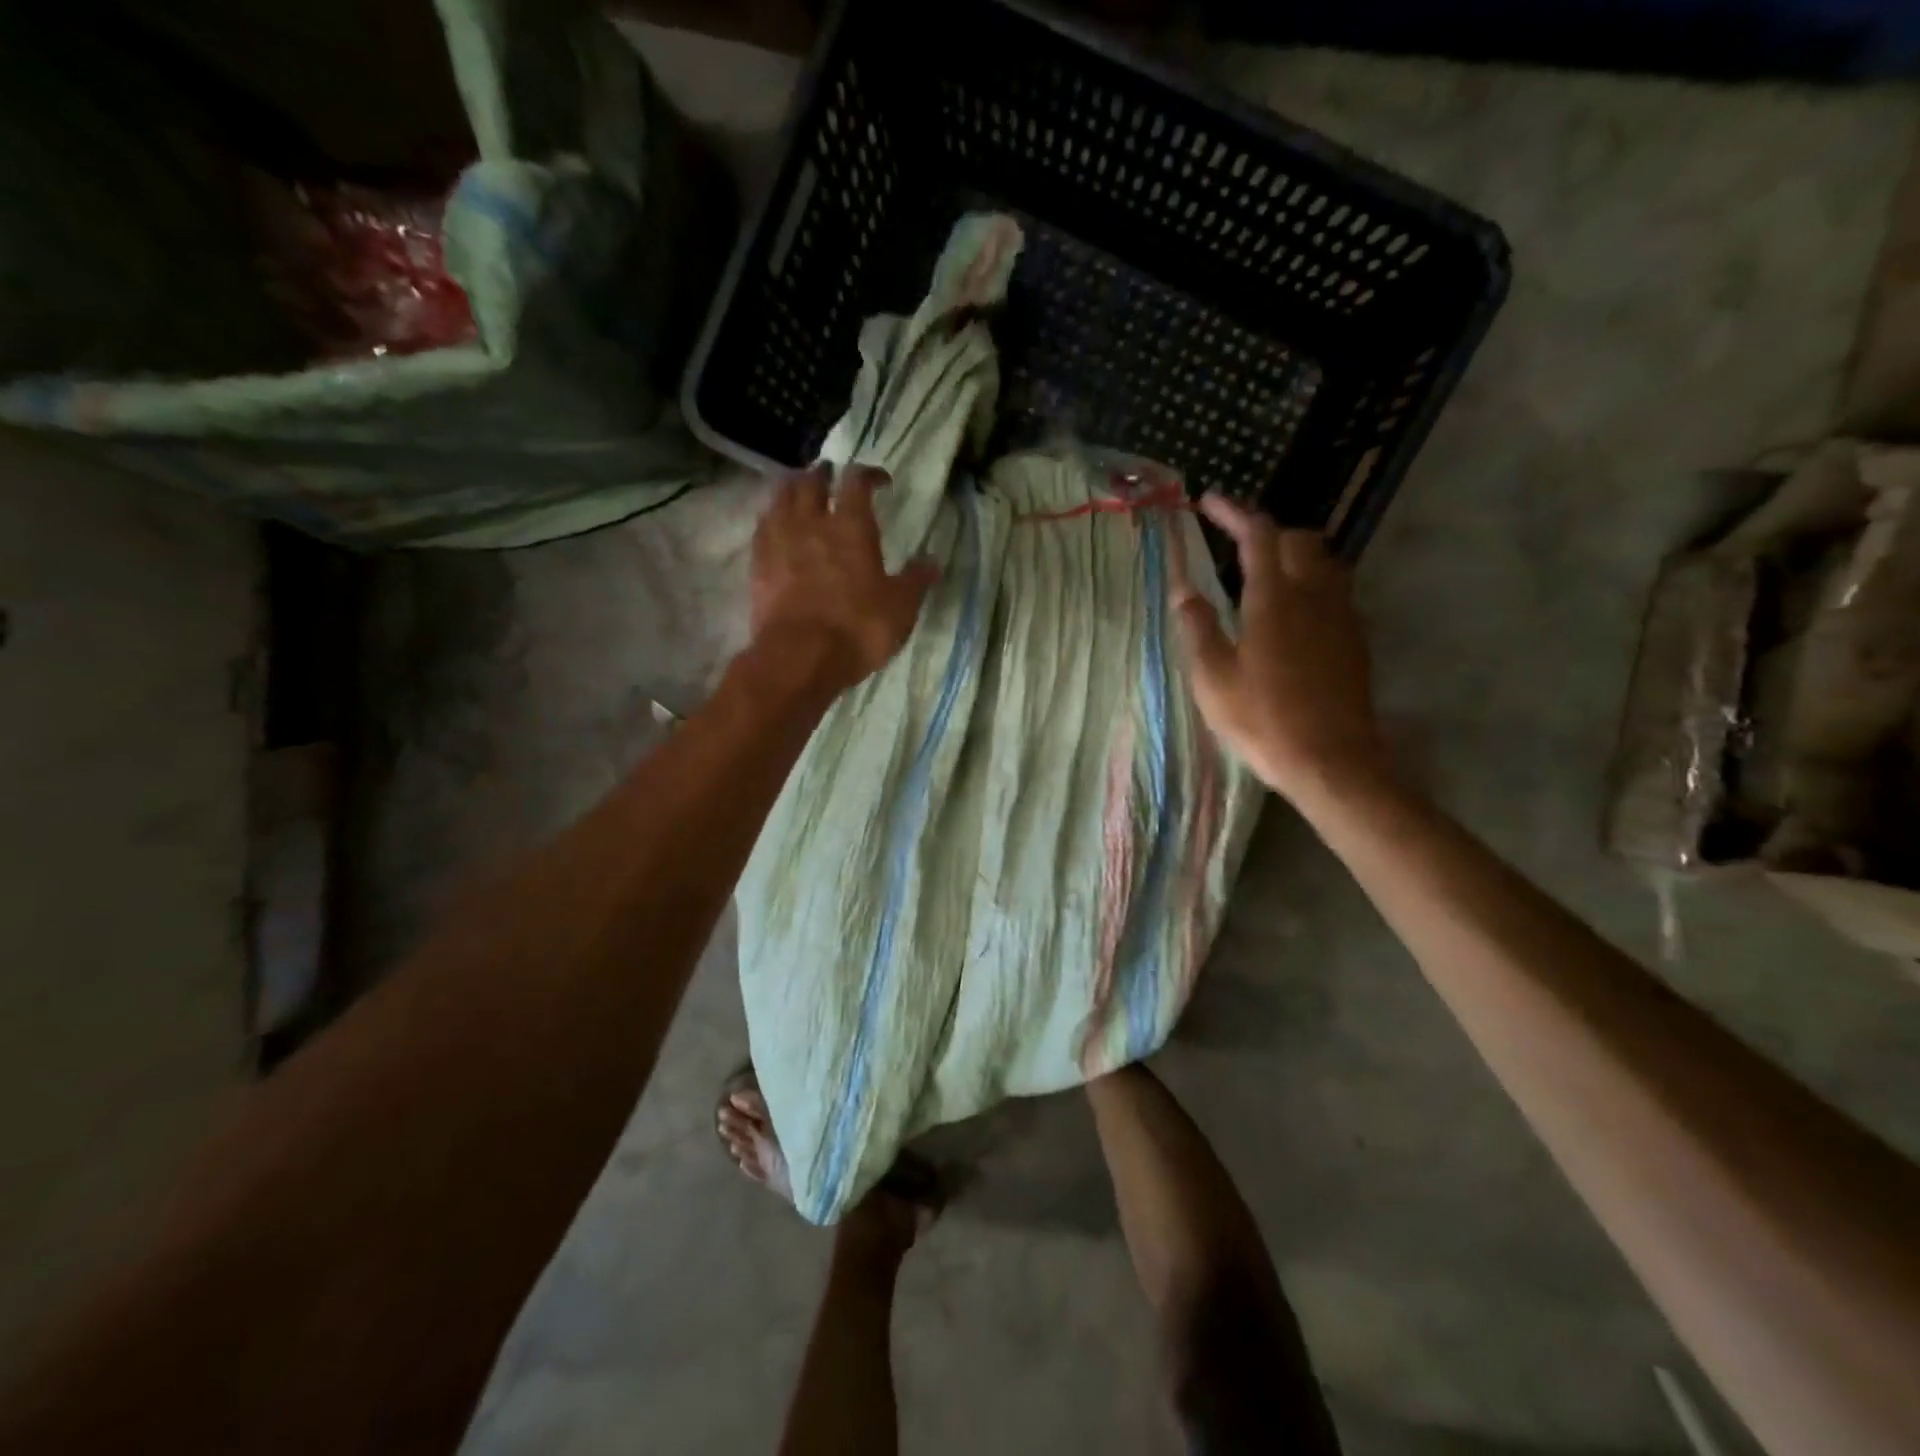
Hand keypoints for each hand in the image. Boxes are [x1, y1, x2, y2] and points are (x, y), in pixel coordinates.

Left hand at [748, 462, 938, 693]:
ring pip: (781, 497)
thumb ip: (915, 581)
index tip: (879, 481)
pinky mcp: (758, 563)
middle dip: (822, 475)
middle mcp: (812, 522)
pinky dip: (771, 518)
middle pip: (811, 482)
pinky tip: (775, 524)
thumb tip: (932, 562)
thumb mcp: (900, 608)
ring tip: (799, 492)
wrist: (800, 656)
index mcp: (852, 526)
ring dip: (792, 489)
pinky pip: (762, 526)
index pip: (857, 482)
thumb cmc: (858, 629)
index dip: (868, 474)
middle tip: (830, 476)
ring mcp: (780, 540)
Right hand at [1170, 494, 1390, 802]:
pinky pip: (1335, 592)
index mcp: (1274, 598)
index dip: (1233, 512)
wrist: (1332, 760)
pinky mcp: (1355, 640)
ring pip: (1324, 562)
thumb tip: (1183, 589)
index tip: (1209, 501)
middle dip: (1267, 532)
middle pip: (1299, 539)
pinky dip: (1311, 585)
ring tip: (1265, 576)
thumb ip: (1198, 628)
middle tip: (1237, 545)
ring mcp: (1341, 616)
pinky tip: (1293, 615)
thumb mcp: (1213, 678)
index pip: (1258, 534)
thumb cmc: (1263, 719)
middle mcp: (1314, 595)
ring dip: (1294, 556)